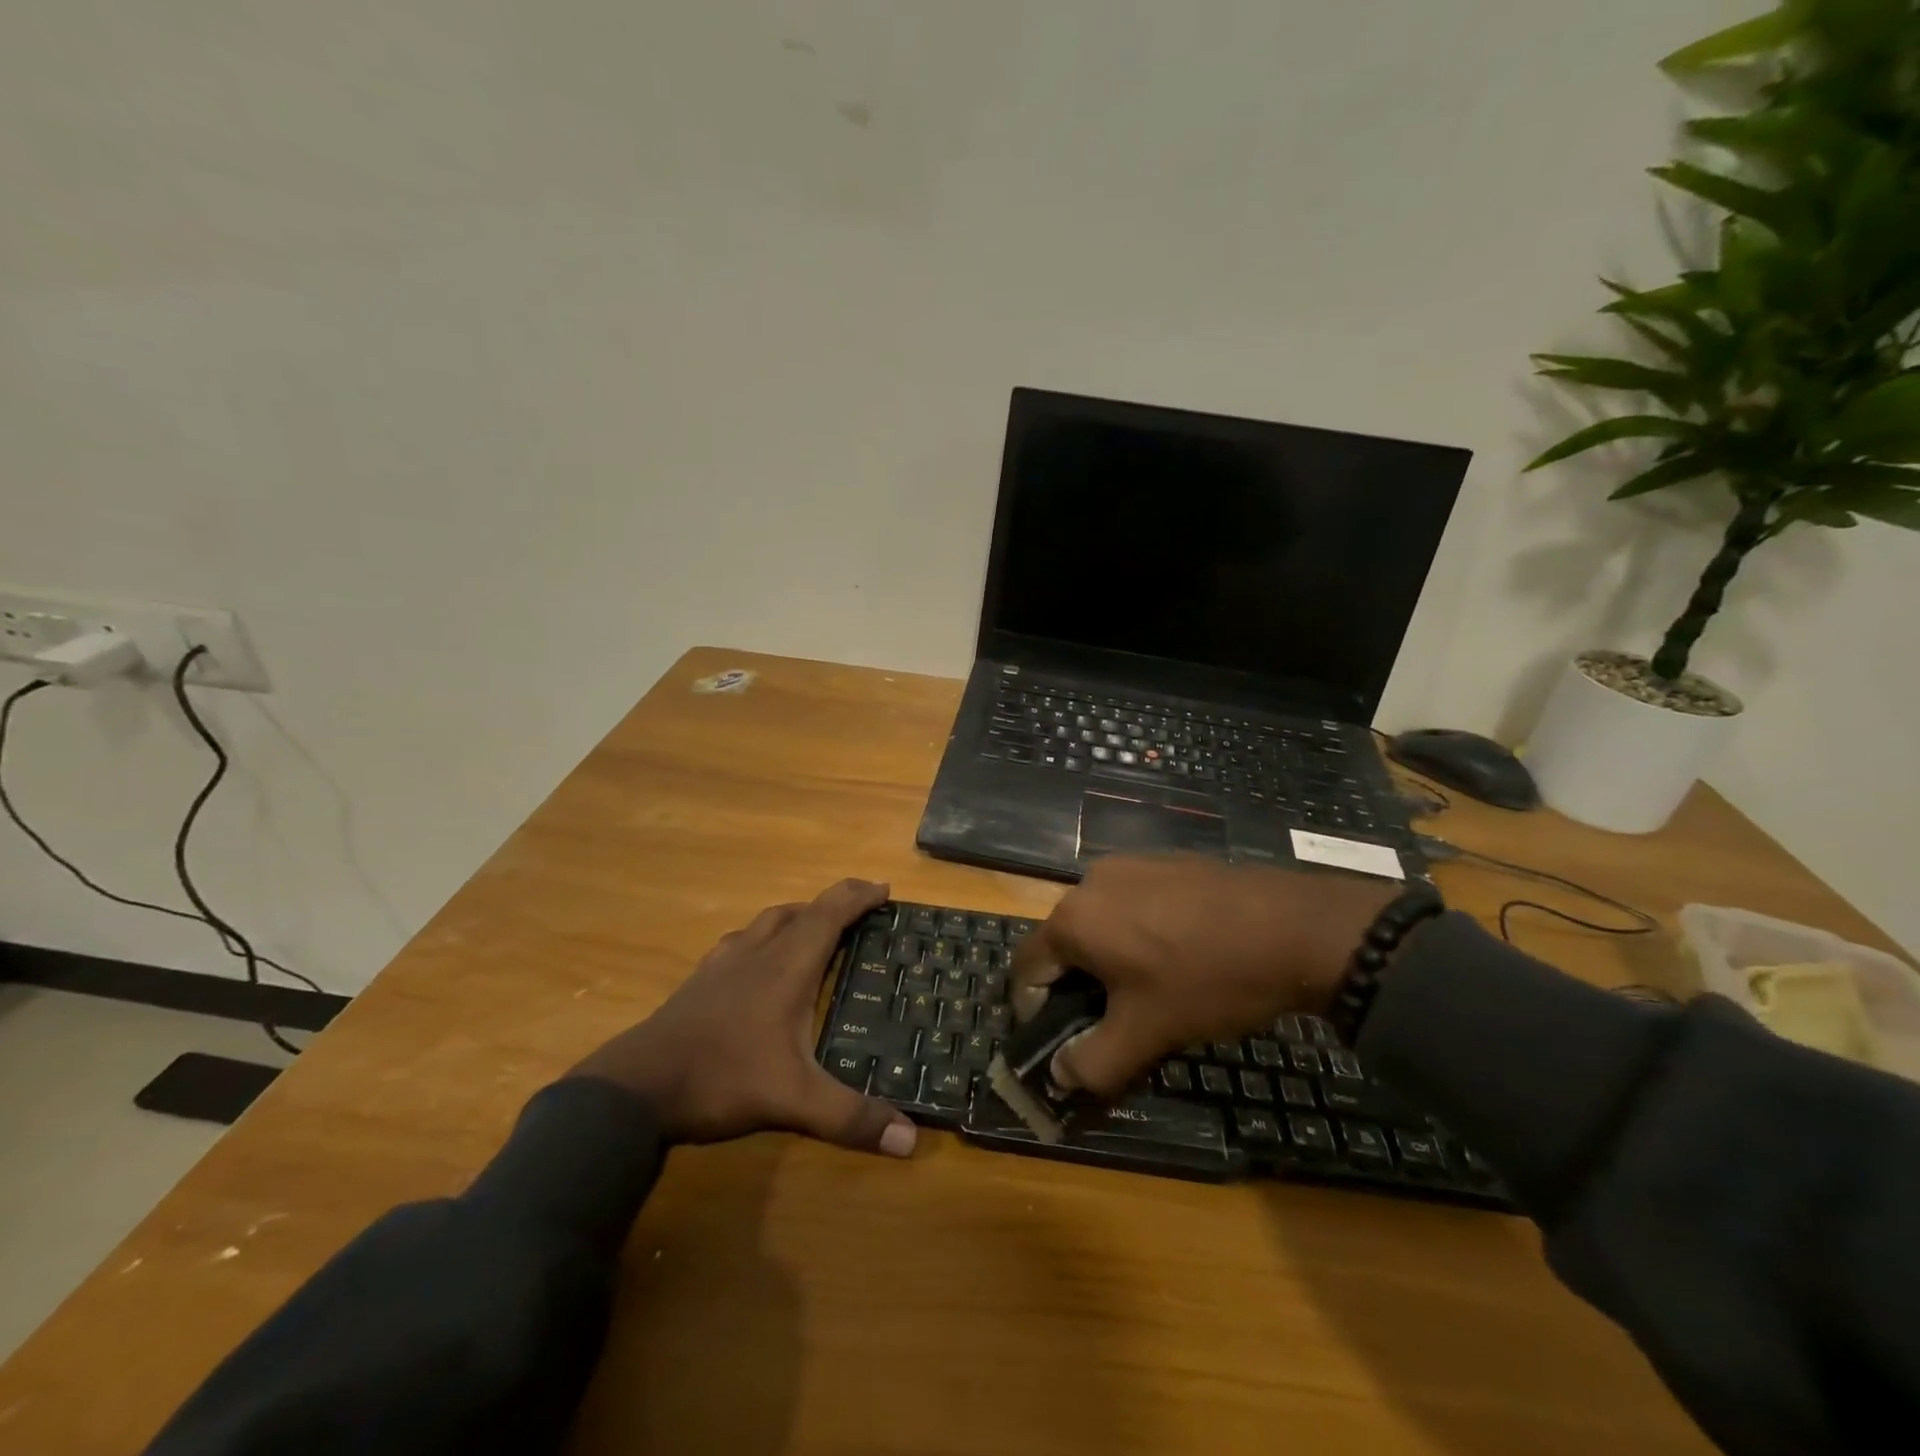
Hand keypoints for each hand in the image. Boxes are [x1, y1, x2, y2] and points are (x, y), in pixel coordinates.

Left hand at [571, 878, 916, 1156]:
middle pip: (803, 910)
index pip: (830, 914)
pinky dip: (762, 937)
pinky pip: (740, 941)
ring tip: (816, 927)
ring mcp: (724, 963)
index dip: (859, 896)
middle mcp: (758, 953)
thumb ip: (850, 1117)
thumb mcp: (793, 1101)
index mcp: (787, 967)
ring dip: (799, 915)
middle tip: (862, 907)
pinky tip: (758, 959)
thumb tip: (910, 1140)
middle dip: (836, 902)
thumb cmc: (721, 1079)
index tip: (885, 888)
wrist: (636, 1087)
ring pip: (768, 921)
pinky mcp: (700, 980)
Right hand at [1009, 855, 1397, 1098]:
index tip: (1062, 1040)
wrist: (1294, 927)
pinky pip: (1131, 901)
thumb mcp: (1148, 1033)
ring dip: (1107, 956)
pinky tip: (1177, 952)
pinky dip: (1136, 930)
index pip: (1026, 969)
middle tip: (1110, 1020)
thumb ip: (1092, 1062)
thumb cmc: (1207, 979)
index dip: (1034, 1011)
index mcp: (1072, 919)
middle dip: (1075, 985)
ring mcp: (1129, 864)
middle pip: (1062, 942)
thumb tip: (1059, 1075)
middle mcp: (1089, 881)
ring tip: (1147, 987)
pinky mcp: (1164, 860)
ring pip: (1098, 920)